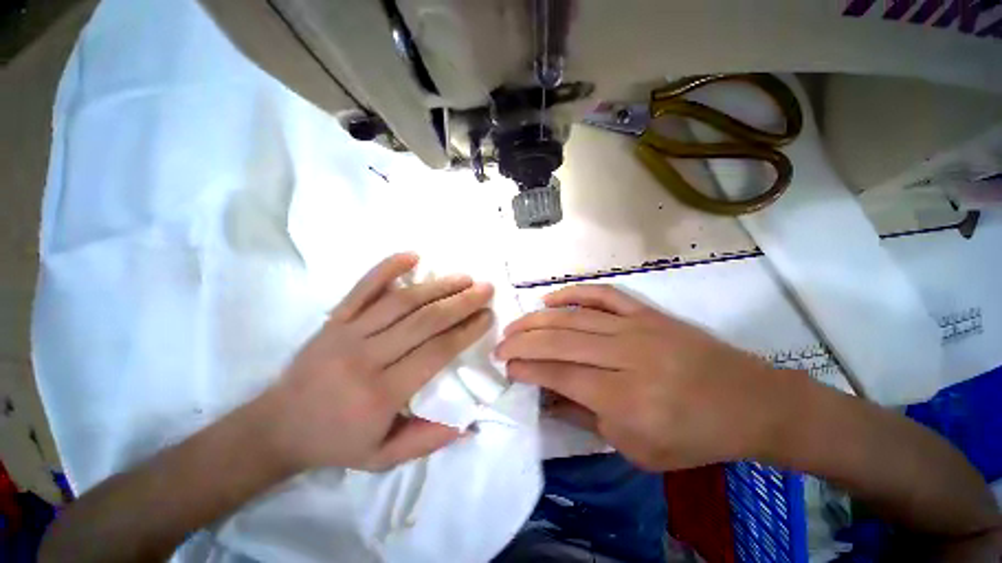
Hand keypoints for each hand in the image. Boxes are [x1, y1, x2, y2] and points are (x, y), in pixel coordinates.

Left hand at [264, 253, 493, 471]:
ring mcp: (346, 332)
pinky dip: (387, 267)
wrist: (277, 427)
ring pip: (401, 301)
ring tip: (464, 278)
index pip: (436, 352)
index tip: (488, 316)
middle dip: (461, 302)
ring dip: (437, 285)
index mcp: (381, 394)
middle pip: (424, 320)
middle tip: (485, 289)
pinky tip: (412, 255)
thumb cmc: (337, 442)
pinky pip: (362, 288)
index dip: (466, 331)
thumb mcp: (384, 457)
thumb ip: (428, 440)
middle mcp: (366, 357)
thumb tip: (470, 422)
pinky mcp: (333, 319)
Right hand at [496, 284, 779, 470]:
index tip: (506, 366)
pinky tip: (550, 298)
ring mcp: (635, 327)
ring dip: (537, 319)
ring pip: (573, 316)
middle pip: (559, 340)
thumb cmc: (693, 436)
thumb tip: (548, 397)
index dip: (526, 368)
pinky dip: (572, 293)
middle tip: (500, 344)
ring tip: (514, 324)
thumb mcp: (637, 449)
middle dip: (521, 341)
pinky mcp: (645, 312)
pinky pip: (602, 295)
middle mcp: (624, 354)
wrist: (749, 401)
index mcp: (622, 396)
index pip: (558, 374)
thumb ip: (586, 418)